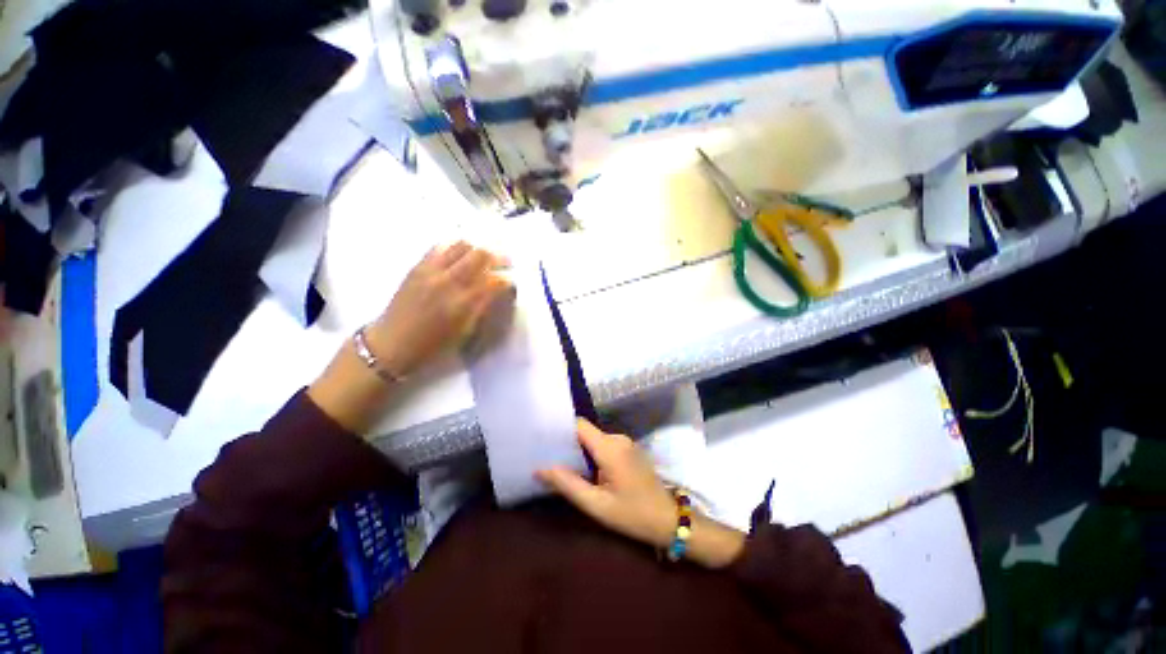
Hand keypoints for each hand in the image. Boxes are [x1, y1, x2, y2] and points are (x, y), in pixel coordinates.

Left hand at [366, 242, 511, 376]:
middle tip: (505, 263)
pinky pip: (440, 248)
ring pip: (461, 246)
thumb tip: (496, 291)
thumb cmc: (432, 345)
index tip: (511, 283)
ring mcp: (431, 271)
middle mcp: (449, 281)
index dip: (507, 280)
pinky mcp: (417, 267)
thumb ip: (482, 307)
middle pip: (480, 255)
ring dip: (476, 251)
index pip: (494, 281)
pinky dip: (454, 249)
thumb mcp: (465, 332)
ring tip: (482, 259)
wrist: (391, 343)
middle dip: (498, 257)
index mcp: (463, 303)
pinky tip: (458, 258)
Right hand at [537, 419, 678, 548]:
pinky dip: (591, 454)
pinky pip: (604, 445)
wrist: (669, 520)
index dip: (560, 429)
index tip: (542, 439)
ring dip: (579, 451)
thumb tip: (540, 469)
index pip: (579, 425)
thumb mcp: (597, 505)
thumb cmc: (633, 514)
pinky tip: (583, 470)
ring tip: (561, 465)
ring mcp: (625, 443)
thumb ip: (568, 484)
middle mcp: (617, 438)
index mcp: (609, 447)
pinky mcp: (628, 450)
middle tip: (547, 457)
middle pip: (585, 432)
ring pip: (594, 439)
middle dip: (567, 443)